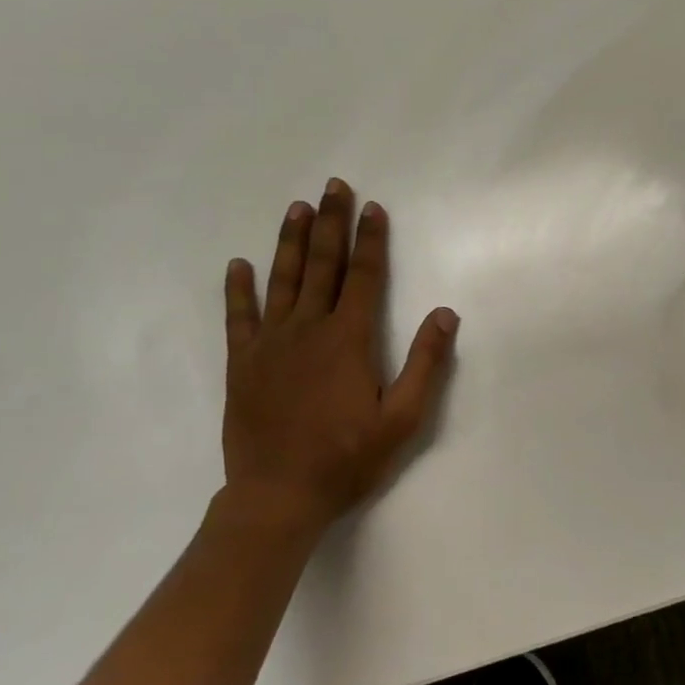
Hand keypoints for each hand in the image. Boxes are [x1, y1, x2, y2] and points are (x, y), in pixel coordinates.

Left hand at [221, 179, 457, 533]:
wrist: (277, 498)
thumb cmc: (347, 458)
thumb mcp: (403, 418)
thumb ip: (425, 363)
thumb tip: (445, 313)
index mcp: (348, 339)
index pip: (363, 276)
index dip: (371, 240)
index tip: (373, 208)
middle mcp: (308, 330)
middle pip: (322, 266)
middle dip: (331, 223)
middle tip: (334, 186)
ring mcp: (270, 345)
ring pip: (282, 281)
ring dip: (291, 242)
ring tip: (296, 208)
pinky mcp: (243, 364)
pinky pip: (239, 318)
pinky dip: (238, 290)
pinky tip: (238, 265)